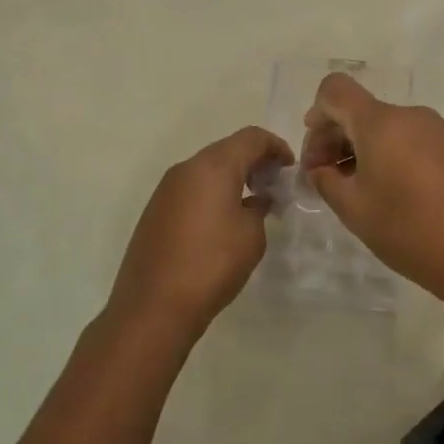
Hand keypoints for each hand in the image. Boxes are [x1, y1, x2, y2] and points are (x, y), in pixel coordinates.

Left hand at [107, 126, 293, 342]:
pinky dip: (212, 192)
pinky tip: (224, 220)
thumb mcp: (251, 236)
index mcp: (213, 166)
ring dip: (232, 177)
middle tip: (274, 185)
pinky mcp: (155, 210)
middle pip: (227, 149)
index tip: (290, 168)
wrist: (154, 305)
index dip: (276, 146)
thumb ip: (259, 208)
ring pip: (207, 169)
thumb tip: (256, 199)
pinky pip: (191, 188)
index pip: (251, 137)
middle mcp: (186, 168)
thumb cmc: (212, 265)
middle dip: (254, 161)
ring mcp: (166, 189)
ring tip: (252, 203)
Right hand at [302, 74, 443, 301]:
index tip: (316, 154)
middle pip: (360, 110)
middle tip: (324, 180)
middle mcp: (410, 116)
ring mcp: (437, 131)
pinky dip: (389, 155)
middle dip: (334, 138)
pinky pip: (409, 139)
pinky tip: (390, 193)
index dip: (316, 114)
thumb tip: (320, 169)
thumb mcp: (353, 209)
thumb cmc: (408, 230)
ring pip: (385, 127)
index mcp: (381, 122)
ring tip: (357, 191)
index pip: (335, 90)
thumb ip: (325, 180)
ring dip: (361, 149)